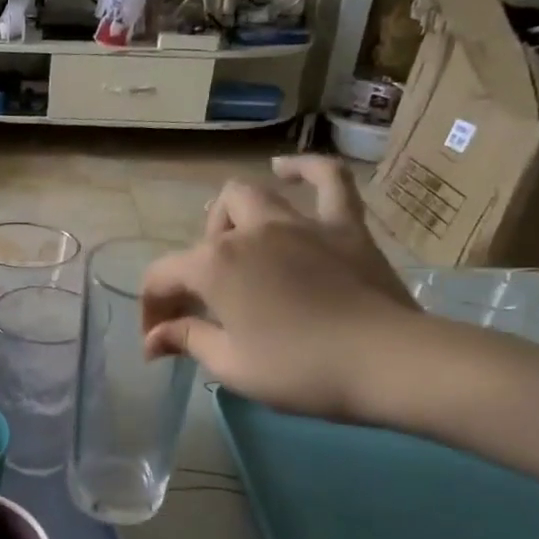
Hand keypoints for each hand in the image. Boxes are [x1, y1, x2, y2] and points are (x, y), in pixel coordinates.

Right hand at [142, 155, 419, 421]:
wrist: (386, 362)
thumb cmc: (299, 369)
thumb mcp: (231, 365)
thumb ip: (187, 340)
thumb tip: (153, 339)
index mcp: (214, 266)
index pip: (163, 277)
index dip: (152, 310)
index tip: (158, 343)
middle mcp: (249, 233)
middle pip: (205, 236)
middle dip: (193, 267)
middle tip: (204, 304)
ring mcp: (299, 223)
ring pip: (251, 196)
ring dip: (231, 219)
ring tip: (233, 244)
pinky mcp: (344, 226)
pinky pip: (329, 179)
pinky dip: (306, 169)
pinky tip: (288, 170)